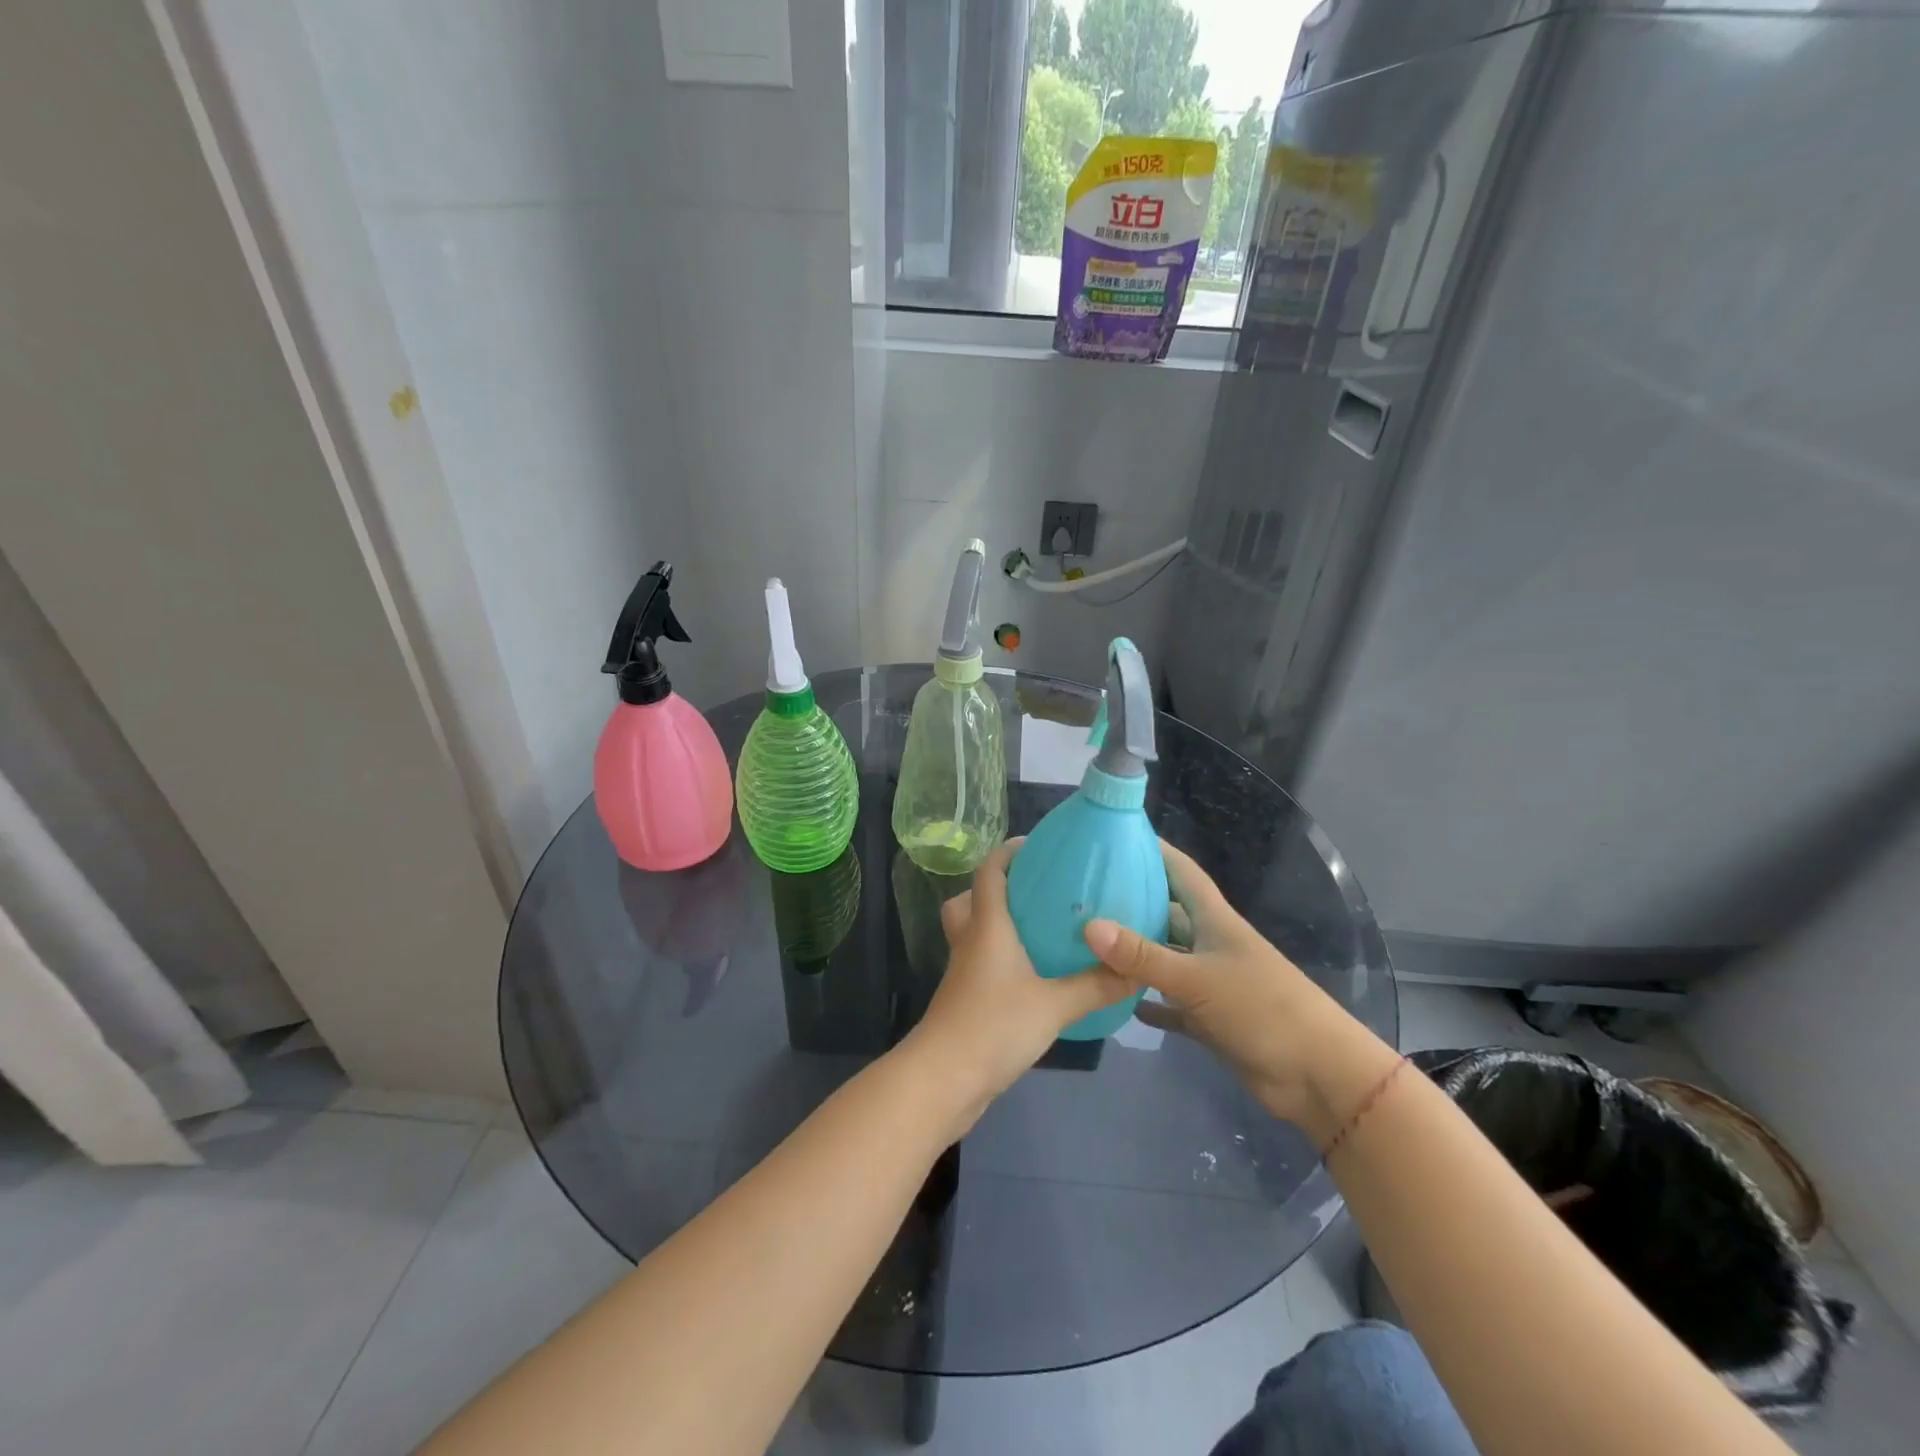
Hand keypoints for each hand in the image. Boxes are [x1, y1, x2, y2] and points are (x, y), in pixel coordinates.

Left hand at [903, 839, 1131, 1135]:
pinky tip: (1031, 976)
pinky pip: (978, 961)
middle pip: (969, 899)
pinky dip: (999, 957)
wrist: (943, 1080)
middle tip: (1034, 892)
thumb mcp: (1054, 1005)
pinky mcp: (963, 999)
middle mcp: (969, 941)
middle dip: (995, 889)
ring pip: (972, 932)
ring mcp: (962, 971)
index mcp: (987, 926)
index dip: (1007, 852)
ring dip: (996, 924)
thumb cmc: (994, 1027)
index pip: (988, 872)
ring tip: (1037, 932)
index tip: (1036, 846)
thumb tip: (1136, 969)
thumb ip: (1095, 986)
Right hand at [1082, 841, 1394, 1139]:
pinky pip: (1170, 1005)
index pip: (1182, 873)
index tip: (1119, 836)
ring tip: (1088, 942)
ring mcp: (1211, 983)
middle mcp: (1210, 945)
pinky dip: (1147, 1002)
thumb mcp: (1196, 978)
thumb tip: (1088, 926)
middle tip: (1084, 895)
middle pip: (1167, 914)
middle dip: (1133, 903)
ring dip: (1134, 955)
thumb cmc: (1261, 1009)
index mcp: (1214, 921)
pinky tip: (1116, 1001)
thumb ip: (1142, 956)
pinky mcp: (1209, 1019)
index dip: (1156, 851)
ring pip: (1165, 960)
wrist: (1316, 1075)